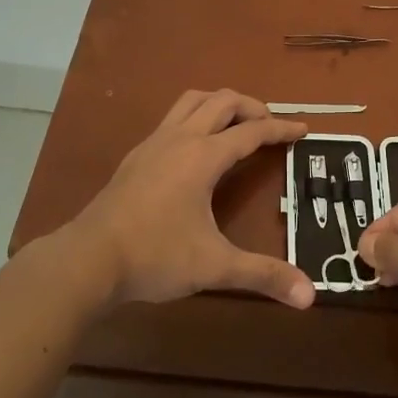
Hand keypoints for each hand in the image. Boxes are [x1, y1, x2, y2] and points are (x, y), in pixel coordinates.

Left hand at [65, 89, 314, 309]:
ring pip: (192, 101)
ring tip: (236, 124)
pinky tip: (195, 147)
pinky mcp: (136, 155)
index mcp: (203, 156)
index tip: (303, 129)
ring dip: (220, 104)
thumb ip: (263, 275)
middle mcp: (180, 139)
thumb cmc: (155, 256)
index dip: (280, 128)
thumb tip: (310, 296)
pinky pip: (173, 118)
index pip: (252, 132)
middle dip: (252, 107)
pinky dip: (195, 117)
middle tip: (270, 125)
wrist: (88, 259)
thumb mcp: (214, 266)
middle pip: (222, 102)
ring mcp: (154, 143)